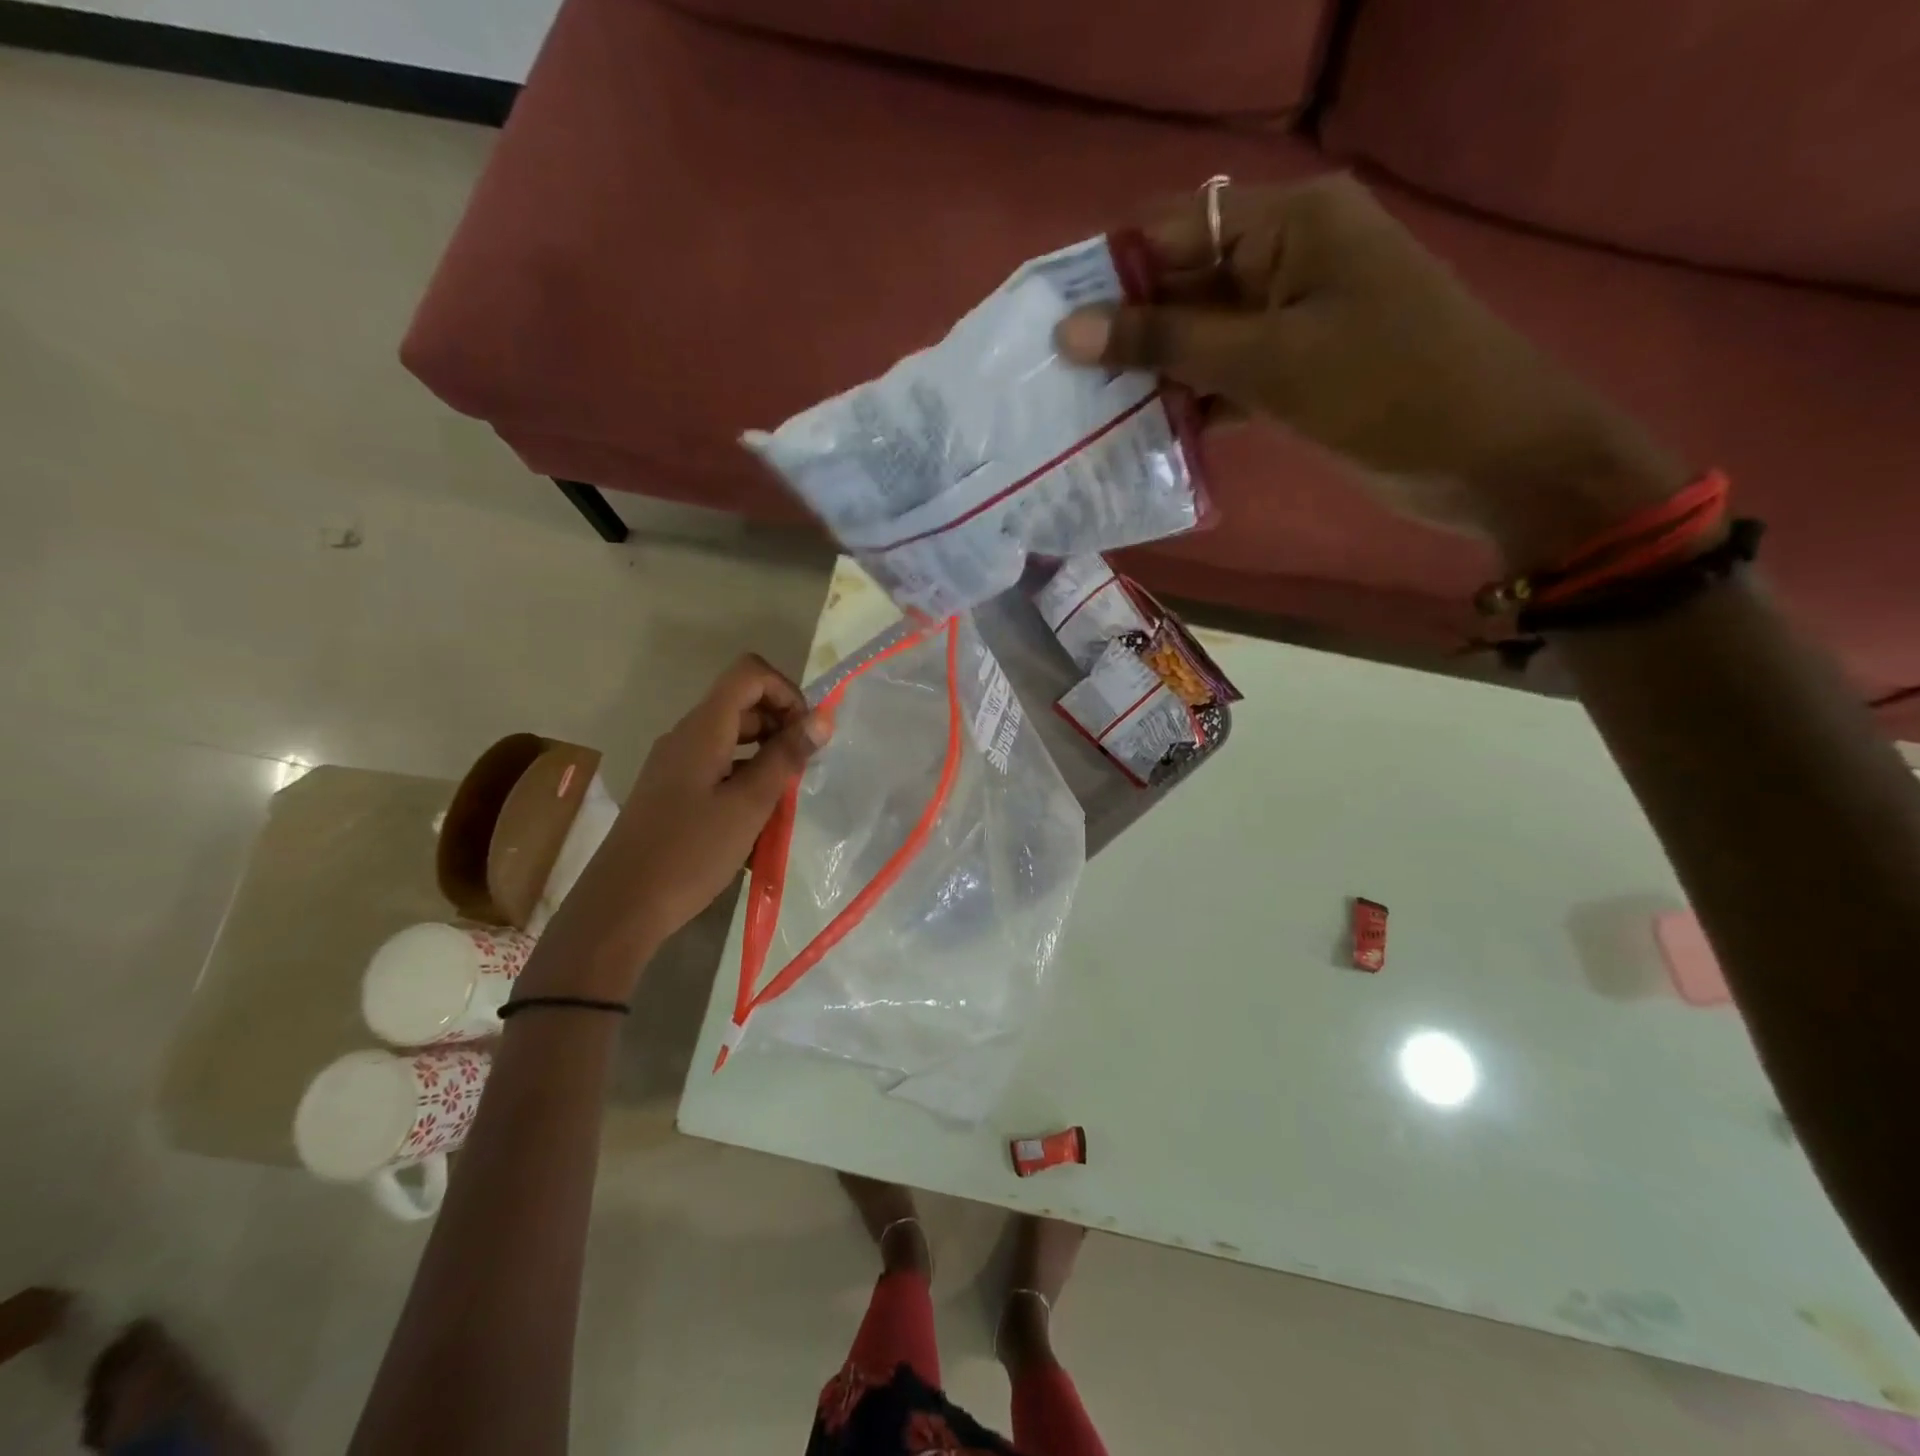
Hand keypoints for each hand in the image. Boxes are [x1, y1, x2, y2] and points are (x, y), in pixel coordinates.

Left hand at [526, 655, 828, 998]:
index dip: (786, 690)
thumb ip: (786, 758)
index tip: (807, 732)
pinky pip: (718, 765)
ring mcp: (676, 764)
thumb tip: (822, 718)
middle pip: (741, 703)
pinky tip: (759, 817)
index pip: (749, 674)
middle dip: (781, 724)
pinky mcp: (672, 790)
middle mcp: (686, 736)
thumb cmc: (690, 853)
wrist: (622, 906)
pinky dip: (746, 776)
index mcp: (703, 729)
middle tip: (804, 767)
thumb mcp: (749, 805)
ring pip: (732, 737)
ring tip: (786, 795)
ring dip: (766, 754)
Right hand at [1056, 174, 1684, 567]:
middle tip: (1058, 380)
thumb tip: (1071, 331)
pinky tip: (1143, 433)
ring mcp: (1295, 316)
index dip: (1110, 271)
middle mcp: (1289, 256)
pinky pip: (1227, 375)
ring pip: (1202, 335)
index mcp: (1291, 222)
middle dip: (1126, 330)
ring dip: (1153, 372)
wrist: (1489, 454)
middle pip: (1185, 282)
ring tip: (1086, 411)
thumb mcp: (1268, 362)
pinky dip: (1190, 402)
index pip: (1175, 227)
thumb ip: (1167, 343)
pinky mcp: (1299, 369)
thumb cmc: (1384, 390)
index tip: (1051, 323)